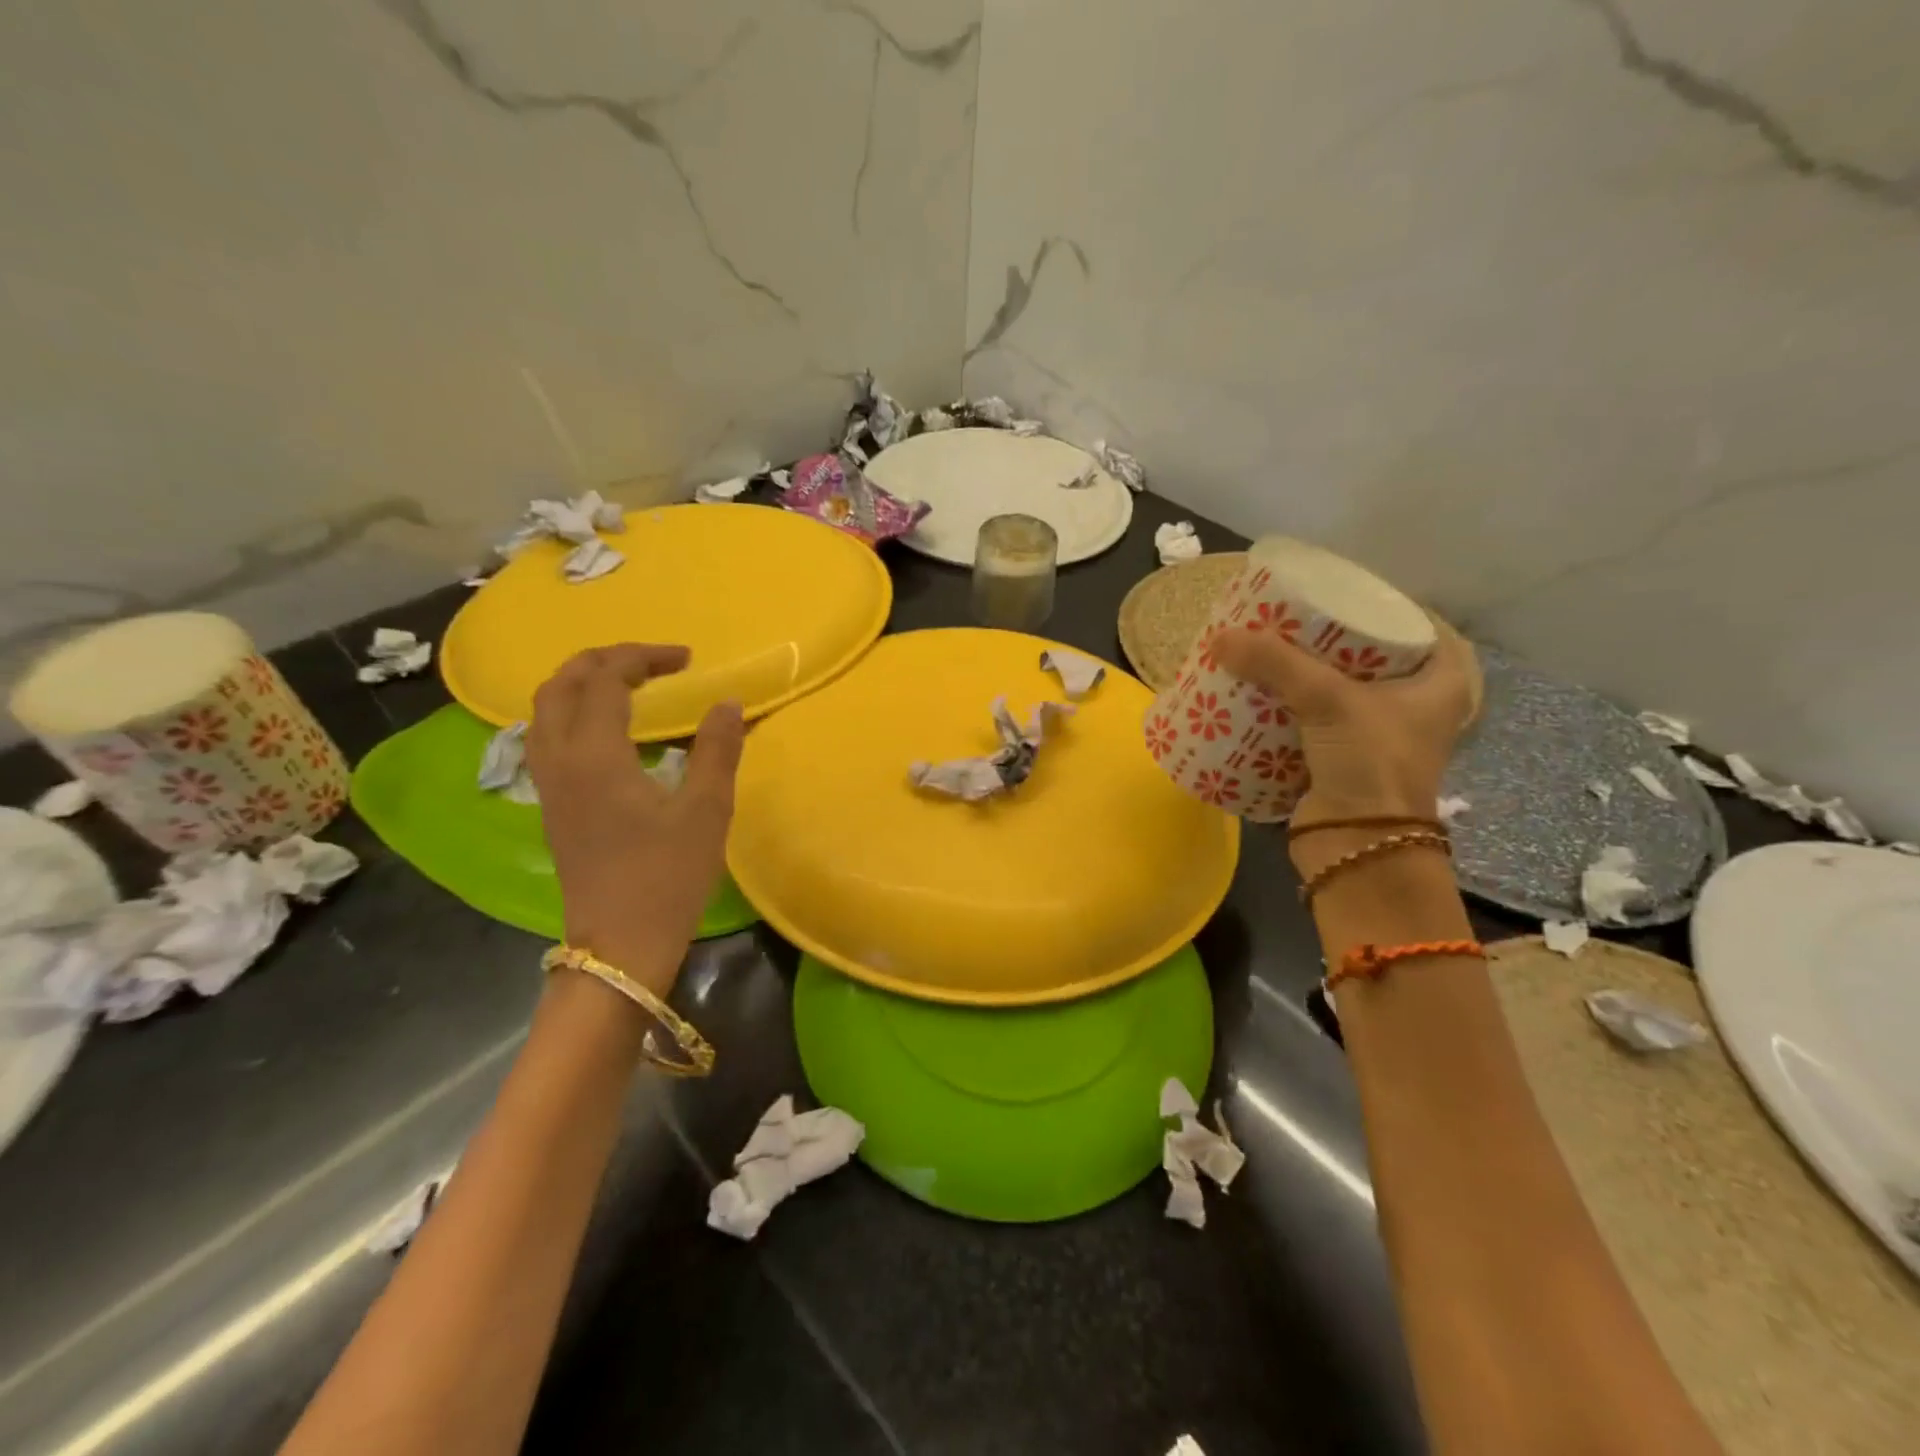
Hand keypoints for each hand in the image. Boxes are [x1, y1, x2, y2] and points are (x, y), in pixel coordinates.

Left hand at [527, 645, 744, 976]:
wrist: (620, 945)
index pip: (606, 679)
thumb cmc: (667, 877)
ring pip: (544, 711)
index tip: (687, 659)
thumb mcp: (707, 811)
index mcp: (595, 756)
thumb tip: (728, 702)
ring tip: (626, 685)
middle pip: (559, 685)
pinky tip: (608, 731)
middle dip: (603, 660)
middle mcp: (559, 761)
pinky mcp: (552, 807)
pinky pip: (546, 738)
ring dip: (580, 683)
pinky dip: (572, 713)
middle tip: (652, 662)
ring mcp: (549, 786)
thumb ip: (717, 749)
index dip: (644, 657)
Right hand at [1211, 617, 1472, 830]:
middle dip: (1325, 639)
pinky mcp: (1340, 759)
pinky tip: (1260, 691)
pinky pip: (1313, 719)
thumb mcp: (1330, 701)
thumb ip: (1276, 663)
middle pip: (1367, 656)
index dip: (1377, 603)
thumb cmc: (1370, 764)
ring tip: (1266, 648)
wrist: (1358, 847)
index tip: (1333, 592)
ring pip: (1337, 688)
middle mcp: (1414, 706)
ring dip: (1302, 673)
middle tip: (1287, 617)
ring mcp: (1376, 735)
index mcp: (1440, 683)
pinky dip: (1289, 706)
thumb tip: (1219, 638)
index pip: (1414, 624)